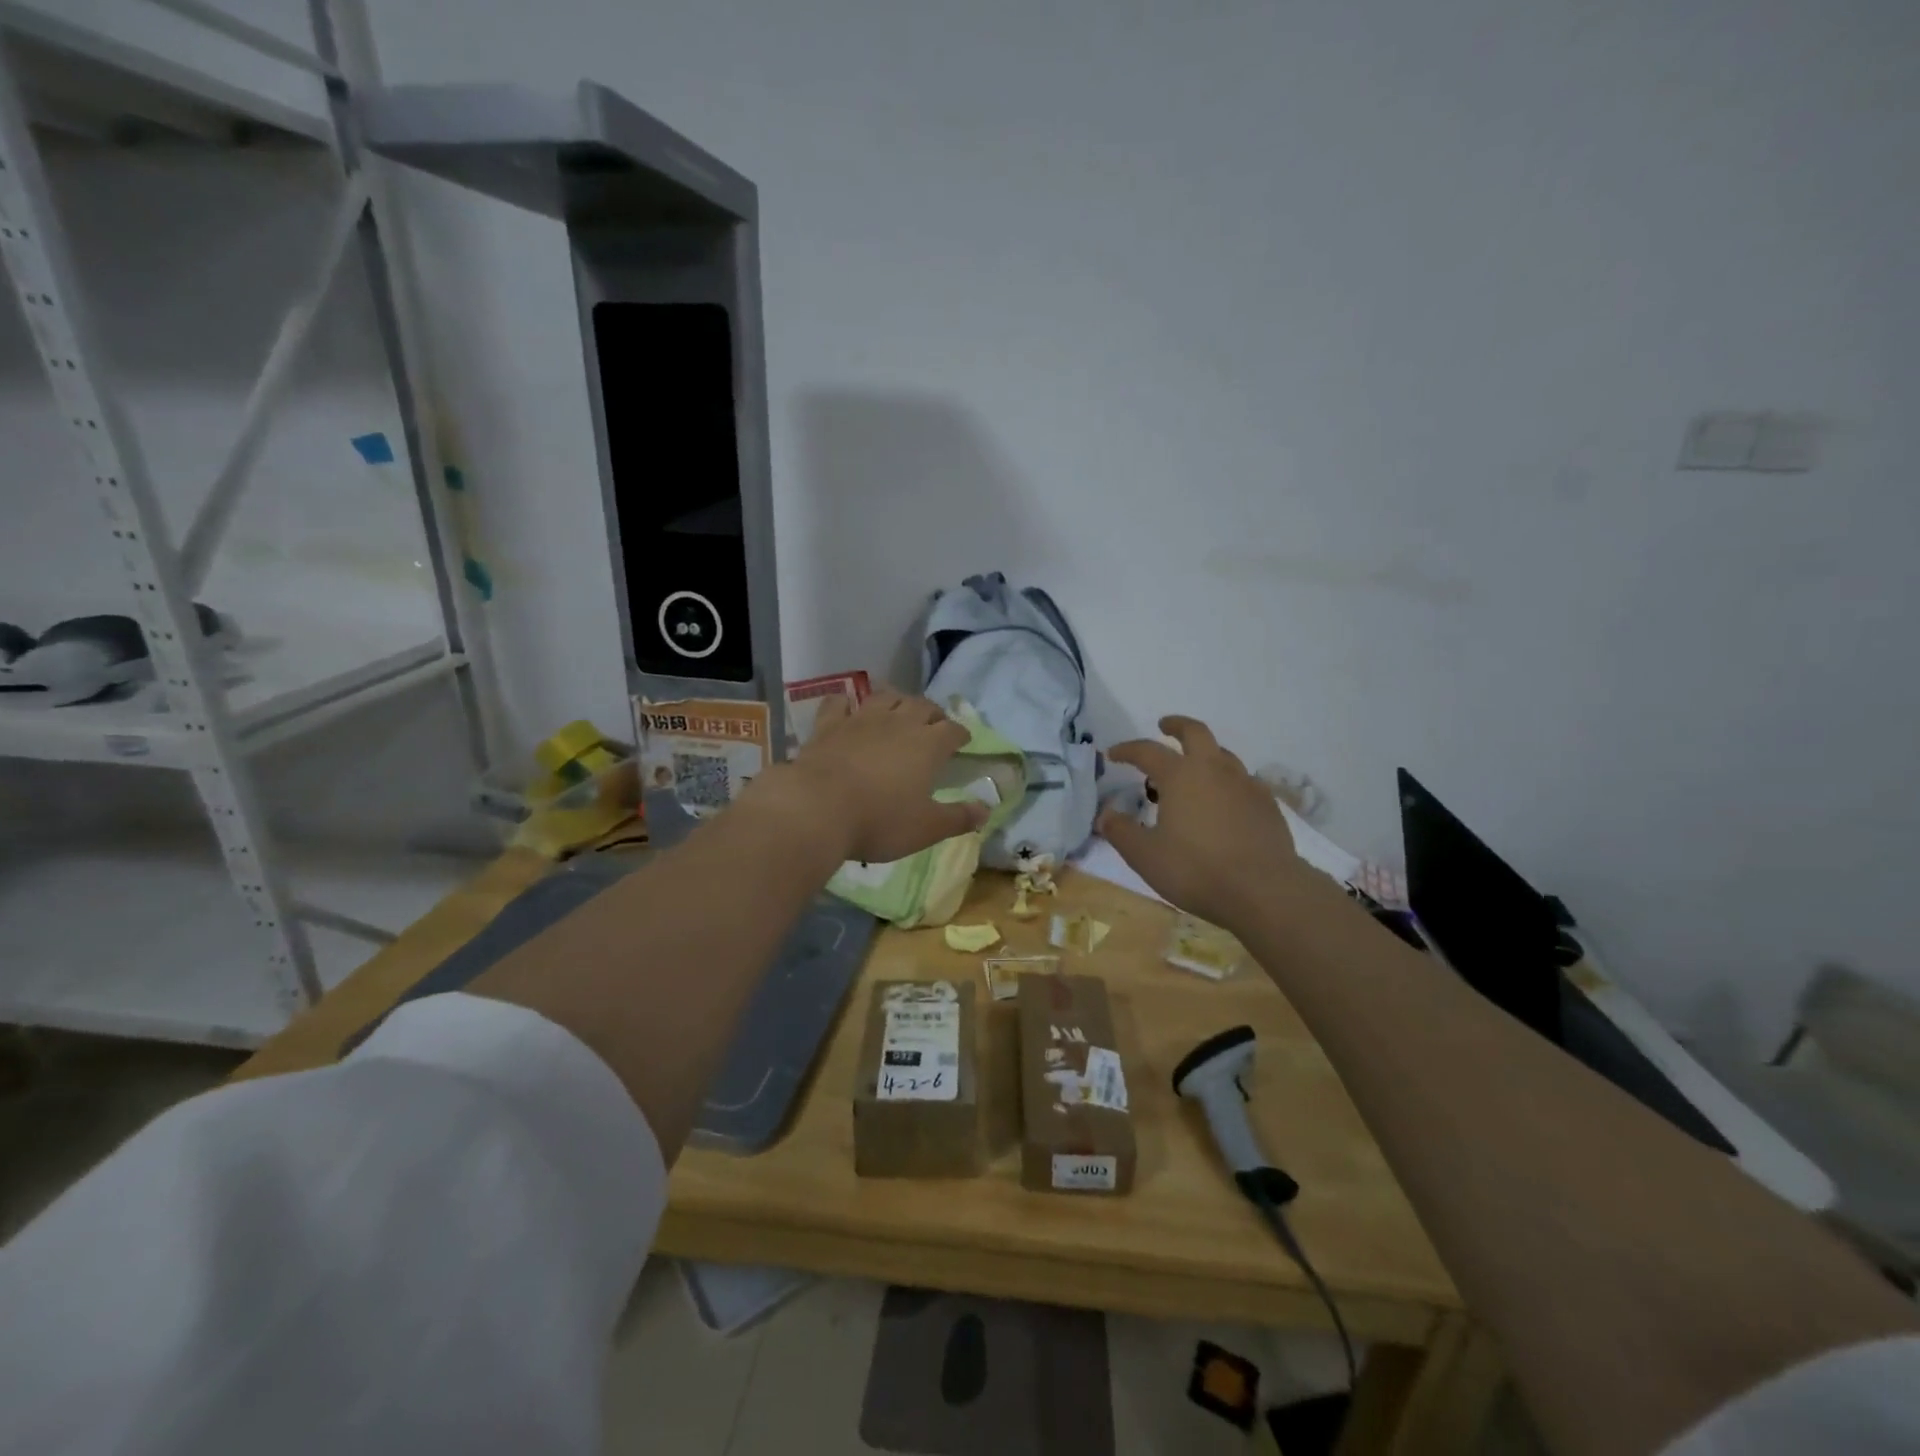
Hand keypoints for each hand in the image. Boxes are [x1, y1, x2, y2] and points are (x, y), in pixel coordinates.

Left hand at [762, 688, 986, 862]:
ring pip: (885, 696)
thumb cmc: (879, 821)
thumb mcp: (926, 828)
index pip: (953, 730)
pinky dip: (846, 703)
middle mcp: (898, 723)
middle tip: (934, 724)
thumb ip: (959, 818)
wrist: (817, 809)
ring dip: (896, 700)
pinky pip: (840, 703)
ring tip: (899, 709)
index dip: (961, 734)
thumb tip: (986, 810)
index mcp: (928, 745)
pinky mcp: (828, 725)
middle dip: (933, 713)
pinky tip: (847, 708)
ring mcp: (861, 719)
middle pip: (922, 705)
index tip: (963, 742)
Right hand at [1097, 716, 1305, 929]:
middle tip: (1164, 727)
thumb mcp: (1145, 856)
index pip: (1147, 751)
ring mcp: (1245, 784)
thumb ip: (1121, 832)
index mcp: (1180, 776)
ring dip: (1205, 753)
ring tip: (1194, 769)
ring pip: (1223, 754)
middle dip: (1177, 726)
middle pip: (1195, 733)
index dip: (1127, 750)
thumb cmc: (1196, 869)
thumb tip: (1105, 815)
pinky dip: (1228, 781)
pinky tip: (1225, 800)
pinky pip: (1244, 781)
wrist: (1264, 890)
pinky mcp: (1267, 804)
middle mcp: (1214, 770)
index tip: (1112, 754)